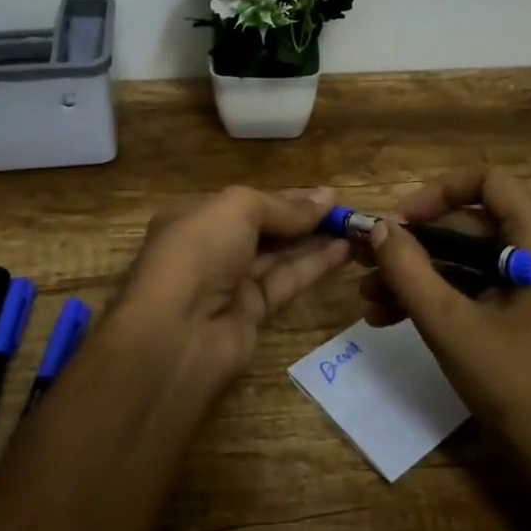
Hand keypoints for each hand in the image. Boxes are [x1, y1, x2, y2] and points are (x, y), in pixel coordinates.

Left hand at [113, 185, 351, 381]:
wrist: (177, 336)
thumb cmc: (198, 254)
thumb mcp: (237, 209)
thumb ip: (282, 206)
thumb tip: (324, 199)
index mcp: (194, 217)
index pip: (246, 202)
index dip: (286, 197)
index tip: (326, 194)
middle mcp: (210, 248)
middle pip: (264, 228)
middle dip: (302, 218)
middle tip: (345, 210)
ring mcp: (229, 283)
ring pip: (278, 255)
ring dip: (314, 240)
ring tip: (354, 228)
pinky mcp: (251, 313)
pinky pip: (286, 281)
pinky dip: (313, 265)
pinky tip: (343, 251)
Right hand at [360, 168, 530, 504]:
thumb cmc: (517, 385)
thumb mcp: (452, 325)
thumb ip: (409, 270)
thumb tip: (378, 227)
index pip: (487, 182)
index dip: (437, 193)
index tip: (398, 222)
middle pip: (468, 222)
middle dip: (413, 243)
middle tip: (365, 259)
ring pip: (464, 258)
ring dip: (415, 274)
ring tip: (366, 297)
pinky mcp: (521, 312)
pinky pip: (472, 286)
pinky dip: (434, 296)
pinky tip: (387, 318)